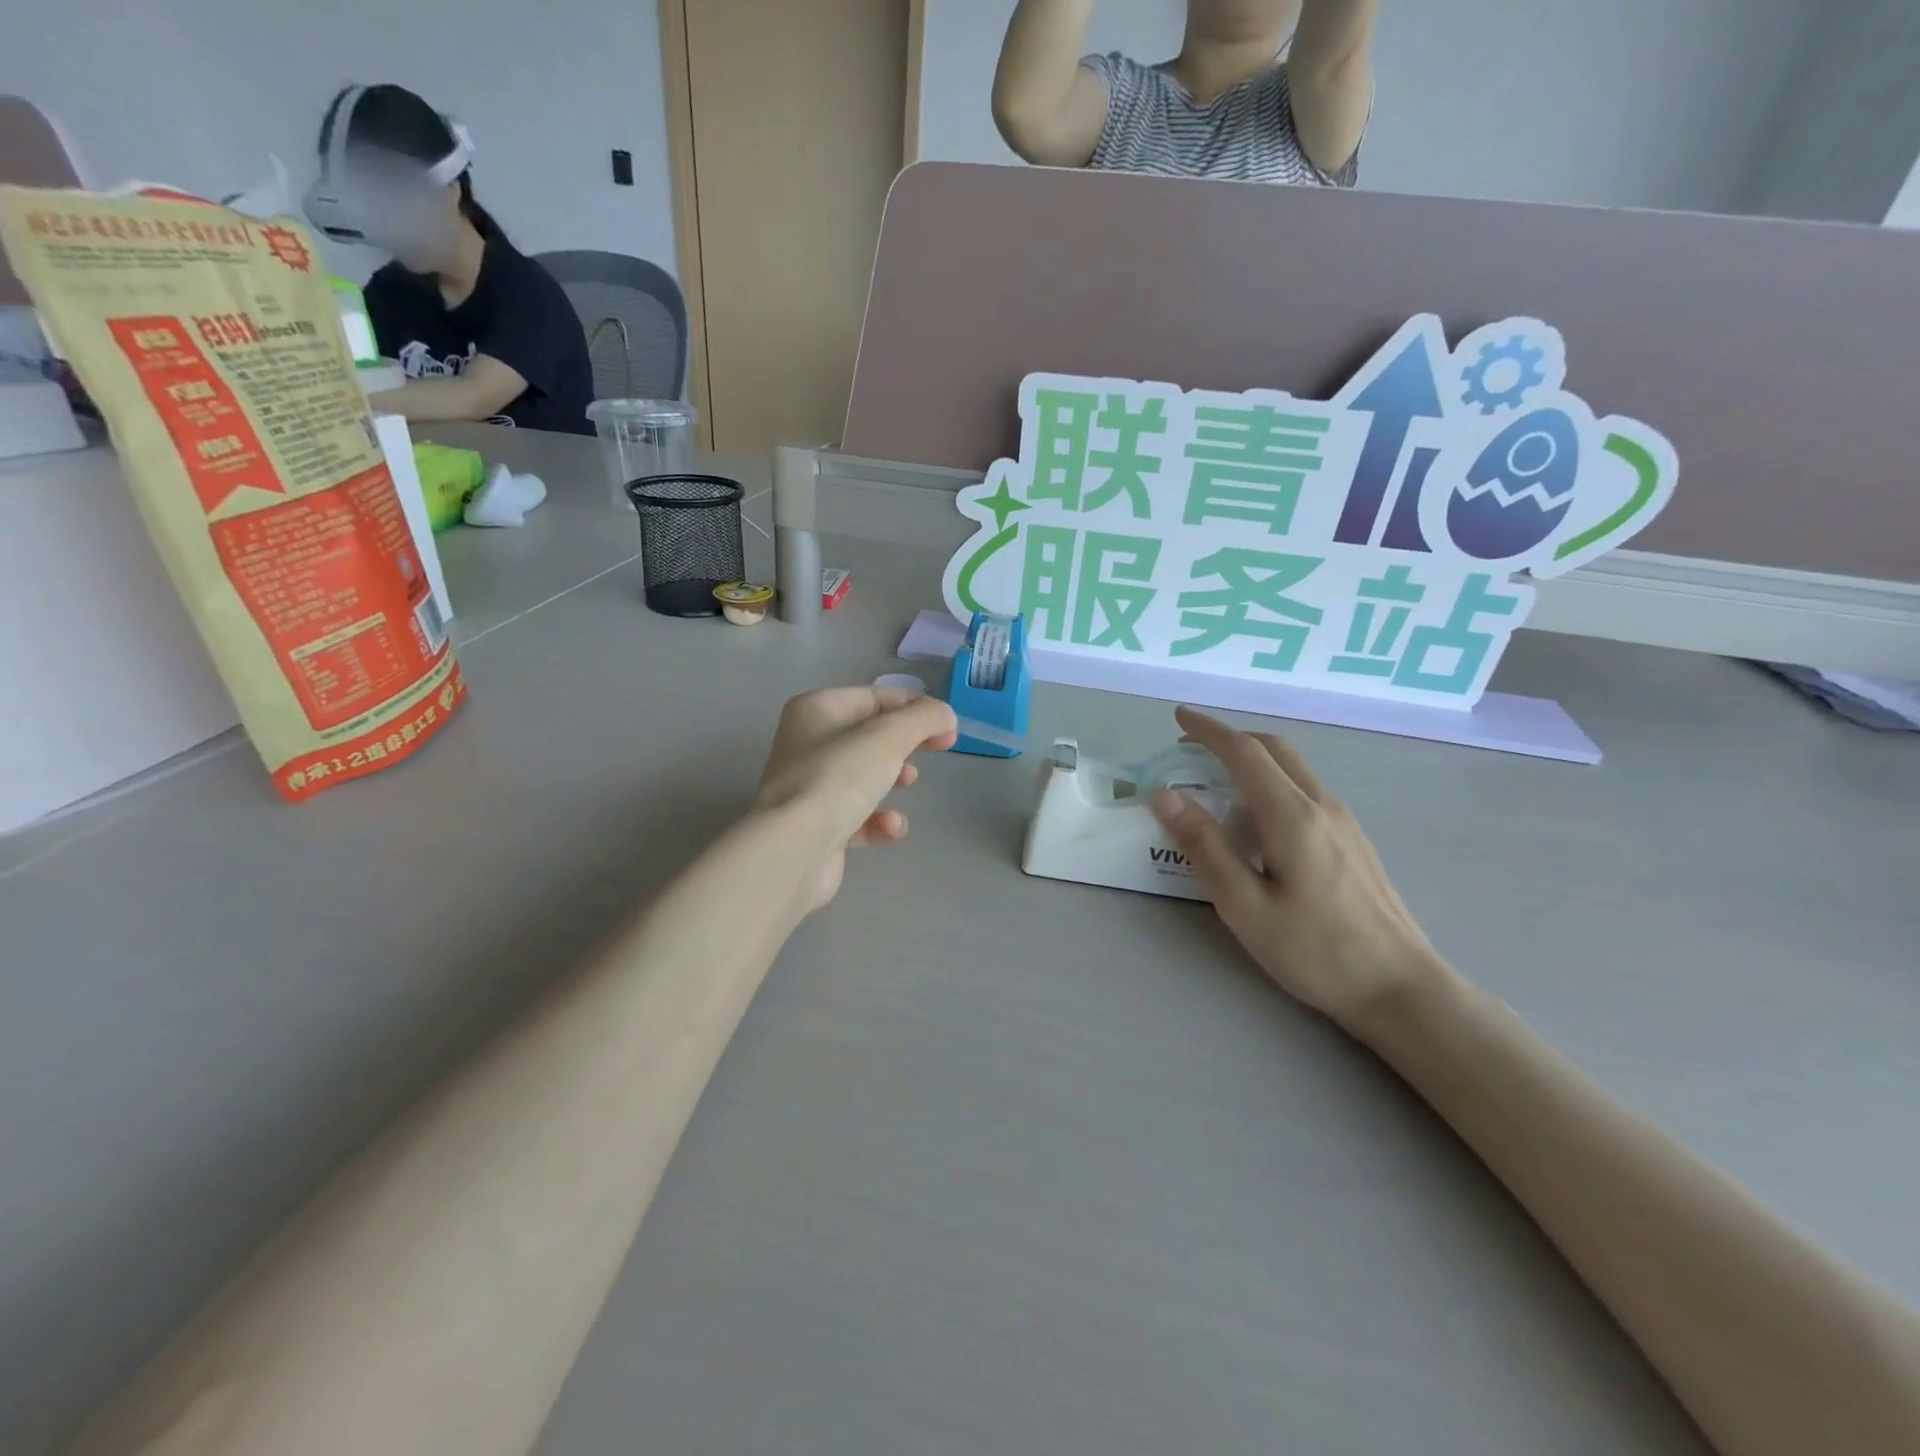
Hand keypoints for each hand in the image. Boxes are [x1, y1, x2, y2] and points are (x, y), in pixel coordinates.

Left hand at [755, 686, 958, 913]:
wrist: (794, 850)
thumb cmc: (839, 779)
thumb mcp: (889, 737)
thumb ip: (924, 719)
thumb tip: (945, 716)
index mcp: (817, 710)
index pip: (875, 697)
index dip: (916, 707)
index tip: (948, 726)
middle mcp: (807, 743)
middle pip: (871, 735)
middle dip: (906, 742)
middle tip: (942, 749)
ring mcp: (810, 787)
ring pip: (864, 774)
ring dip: (892, 778)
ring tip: (908, 782)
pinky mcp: (816, 827)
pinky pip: (857, 816)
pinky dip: (878, 820)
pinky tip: (889, 827)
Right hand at [1152, 707, 1445, 1031]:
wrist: (1401, 988)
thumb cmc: (1316, 951)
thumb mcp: (1245, 906)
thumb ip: (1206, 846)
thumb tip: (1167, 795)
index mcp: (1292, 816)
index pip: (1245, 752)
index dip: (1208, 730)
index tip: (1178, 716)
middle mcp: (1322, 805)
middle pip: (1274, 749)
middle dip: (1230, 737)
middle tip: (1190, 748)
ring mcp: (1344, 821)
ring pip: (1293, 767)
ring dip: (1252, 758)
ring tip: (1216, 780)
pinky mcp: (1353, 839)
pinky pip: (1305, 788)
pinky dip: (1271, 780)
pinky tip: (1256, 817)